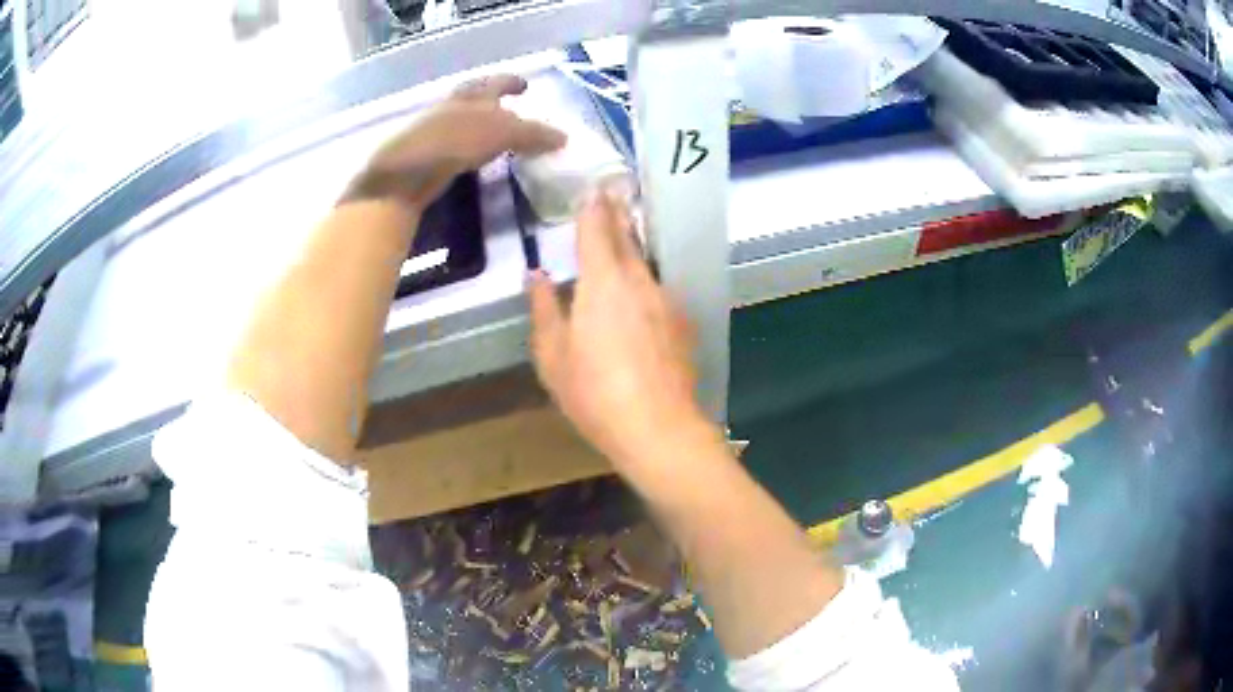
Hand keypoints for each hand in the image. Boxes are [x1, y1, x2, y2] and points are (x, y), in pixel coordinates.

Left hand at [341, 74, 565, 211]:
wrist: (405, 173)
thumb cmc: (455, 141)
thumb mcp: (504, 133)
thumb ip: (534, 134)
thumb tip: (564, 138)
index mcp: (471, 95)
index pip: (495, 82)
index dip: (511, 82)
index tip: (525, 86)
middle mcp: (451, 107)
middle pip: (473, 97)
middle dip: (491, 99)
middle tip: (508, 107)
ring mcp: (433, 130)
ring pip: (461, 119)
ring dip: (478, 123)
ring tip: (494, 134)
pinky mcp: (423, 155)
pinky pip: (452, 142)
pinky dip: (466, 144)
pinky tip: (472, 157)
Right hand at [528, 192, 714, 468]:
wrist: (659, 428)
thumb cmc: (595, 393)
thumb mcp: (553, 356)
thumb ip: (544, 309)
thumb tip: (537, 276)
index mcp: (603, 282)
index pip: (597, 230)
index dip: (593, 207)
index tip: (593, 187)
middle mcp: (639, 281)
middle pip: (627, 239)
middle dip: (617, 216)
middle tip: (611, 194)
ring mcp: (667, 301)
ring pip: (645, 264)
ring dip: (632, 247)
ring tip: (623, 235)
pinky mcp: (683, 323)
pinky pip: (658, 290)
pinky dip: (645, 281)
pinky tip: (640, 292)